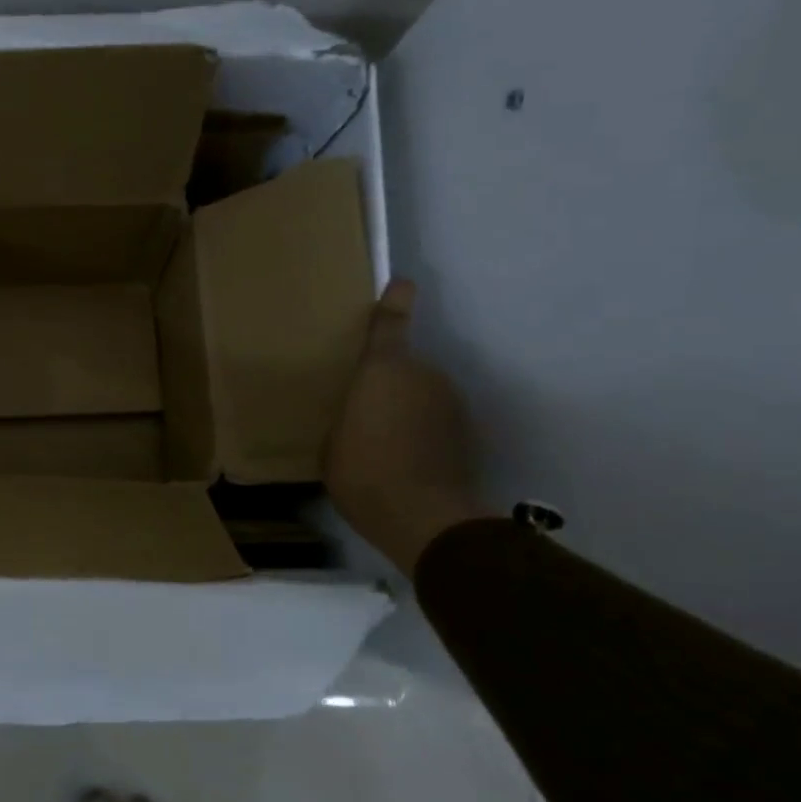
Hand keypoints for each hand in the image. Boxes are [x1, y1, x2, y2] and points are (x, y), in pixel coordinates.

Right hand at [324, 279, 489, 576]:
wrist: (423, 517)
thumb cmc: (362, 470)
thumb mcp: (333, 440)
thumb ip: (347, 415)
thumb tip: (357, 415)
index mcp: (383, 371)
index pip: (390, 326)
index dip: (395, 303)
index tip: (402, 284)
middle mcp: (424, 376)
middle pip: (404, 369)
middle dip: (388, 385)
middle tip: (364, 414)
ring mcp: (451, 404)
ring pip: (422, 396)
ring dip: (407, 410)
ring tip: (385, 445)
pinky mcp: (467, 433)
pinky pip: (436, 422)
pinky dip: (424, 434)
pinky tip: (406, 462)